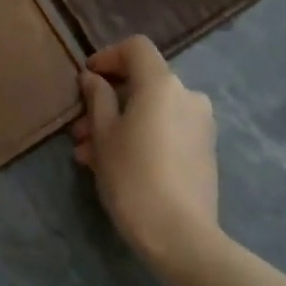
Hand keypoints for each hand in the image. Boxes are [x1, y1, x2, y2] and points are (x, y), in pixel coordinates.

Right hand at [71, 35, 220, 276]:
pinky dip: (142, 137)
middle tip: (80, 129)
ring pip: (152, 111)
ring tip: (90, 156)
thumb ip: (97, 99)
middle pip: (143, 83)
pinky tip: (117, 166)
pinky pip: (167, 131)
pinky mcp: (205, 152)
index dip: (108, 56)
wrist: (182, 237)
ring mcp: (200, 125)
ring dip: (121, 124)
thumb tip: (93, 78)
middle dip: (108, 101)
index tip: (86, 78)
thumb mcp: (103, 136)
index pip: (136, 48)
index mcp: (162, 83)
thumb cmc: (134, 177)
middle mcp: (187, 95)